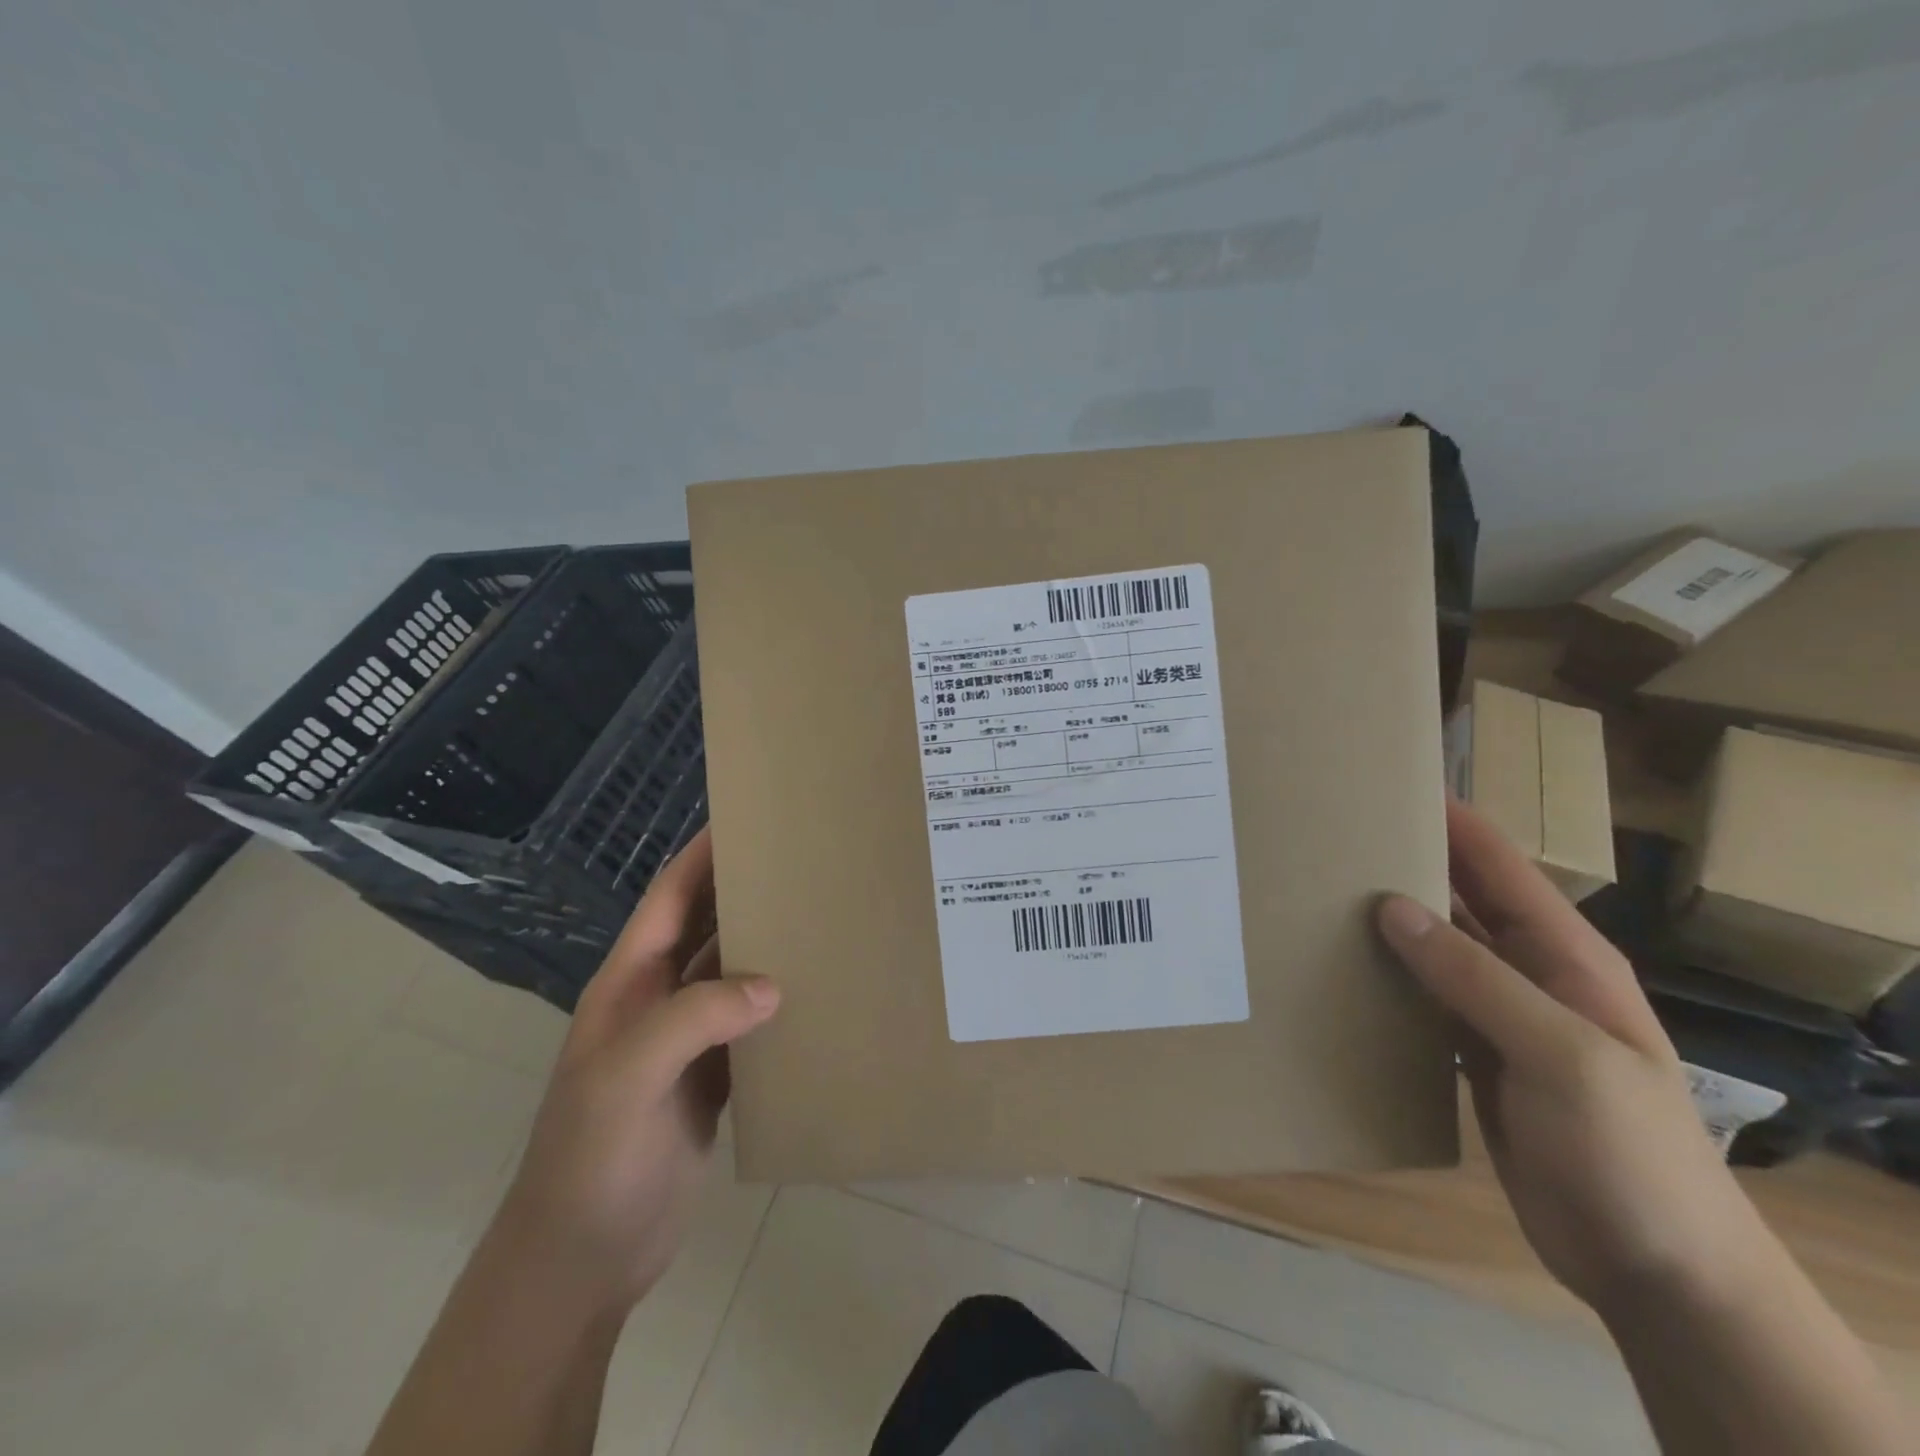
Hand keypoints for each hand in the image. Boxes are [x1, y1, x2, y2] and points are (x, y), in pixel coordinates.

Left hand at [492, 830, 778, 1313]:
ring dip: (768, 945)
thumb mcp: (627, 1079)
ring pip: (733, 974)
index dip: (702, 855)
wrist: (583, 1258)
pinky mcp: (711, 1079)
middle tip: (804, 860)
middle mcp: (659, 1000)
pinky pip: (751, 1025)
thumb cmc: (591, 1158)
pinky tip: (818, 992)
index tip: (747, 818)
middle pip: (707, 928)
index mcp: (631, 984)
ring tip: (821, 914)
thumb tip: (771, 984)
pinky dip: (780, 1003)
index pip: (670, 899)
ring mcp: (686, 1042)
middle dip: (744, 891)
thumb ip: (692, 1021)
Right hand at [1376, 800, 1765, 1314]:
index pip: (1498, 864)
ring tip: (1317, 895)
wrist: (1659, 1270)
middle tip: (1329, 838)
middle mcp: (1529, 973)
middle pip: (1459, 899)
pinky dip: (1385, 978)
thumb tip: (1391, 906)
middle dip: (1403, 863)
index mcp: (1565, 955)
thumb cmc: (1630, 1151)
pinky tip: (1340, 970)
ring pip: (1433, 948)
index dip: (1450, 818)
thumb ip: (1476, 977)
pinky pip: (1422, 999)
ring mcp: (1500, 1016)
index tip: (1385, 783)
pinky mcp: (1474, 1056)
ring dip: (1386, 922)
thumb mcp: (1562, 1055)